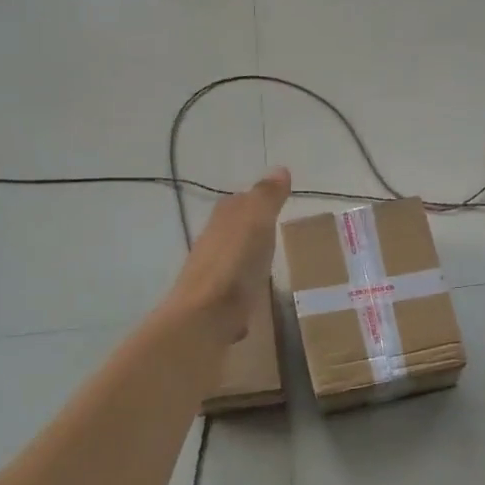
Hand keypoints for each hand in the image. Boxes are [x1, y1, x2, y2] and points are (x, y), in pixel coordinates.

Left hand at [165, 168, 291, 342]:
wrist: (204, 316)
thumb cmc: (234, 264)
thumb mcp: (257, 222)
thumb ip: (267, 197)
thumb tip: (279, 168)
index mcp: (224, 221)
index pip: (239, 203)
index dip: (254, 200)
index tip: (274, 201)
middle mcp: (213, 244)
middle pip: (232, 231)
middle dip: (249, 230)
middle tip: (273, 231)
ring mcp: (212, 276)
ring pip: (231, 260)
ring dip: (245, 259)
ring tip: (267, 263)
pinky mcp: (216, 305)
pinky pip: (233, 290)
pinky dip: (242, 289)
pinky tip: (253, 297)